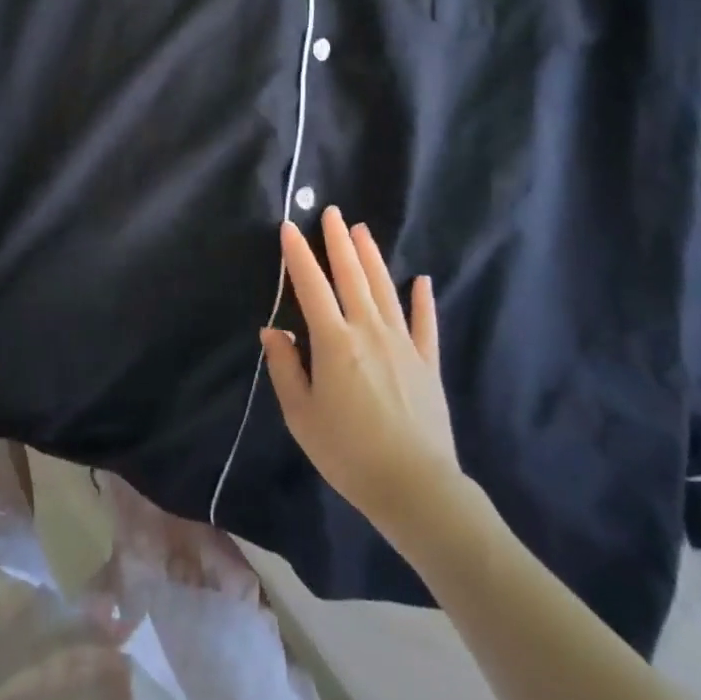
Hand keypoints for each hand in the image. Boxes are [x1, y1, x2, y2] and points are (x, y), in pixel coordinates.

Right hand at [262, 209, 477, 542]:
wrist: (414, 486)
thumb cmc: (347, 453)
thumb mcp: (301, 415)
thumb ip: (286, 368)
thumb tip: (273, 330)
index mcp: (334, 342)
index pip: (312, 287)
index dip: (299, 255)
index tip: (289, 227)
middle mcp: (369, 331)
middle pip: (352, 276)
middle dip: (338, 242)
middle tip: (332, 213)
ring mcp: (403, 343)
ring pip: (385, 289)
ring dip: (372, 257)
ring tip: (362, 230)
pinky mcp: (427, 362)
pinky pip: (424, 322)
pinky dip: (422, 299)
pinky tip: (421, 280)